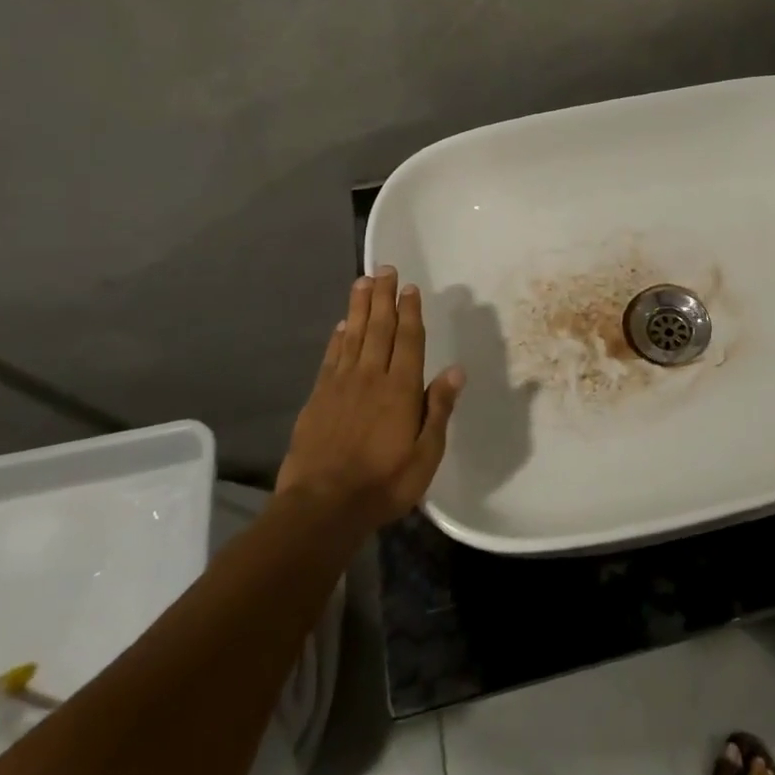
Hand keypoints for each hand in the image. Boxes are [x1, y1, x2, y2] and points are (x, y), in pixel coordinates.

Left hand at [276, 267, 465, 533]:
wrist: (323, 506)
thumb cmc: (384, 483)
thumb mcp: (426, 454)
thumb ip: (438, 409)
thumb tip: (456, 370)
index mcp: (401, 389)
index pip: (408, 340)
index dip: (410, 312)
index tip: (410, 287)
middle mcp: (371, 377)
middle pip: (379, 328)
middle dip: (383, 297)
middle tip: (384, 268)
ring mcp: (341, 385)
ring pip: (352, 336)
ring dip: (359, 307)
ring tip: (362, 282)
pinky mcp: (318, 398)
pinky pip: (331, 358)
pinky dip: (337, 338)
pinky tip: (341, 325)